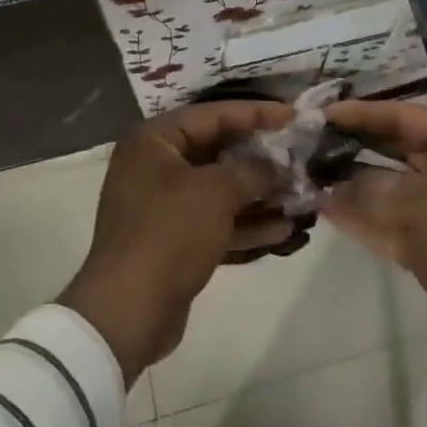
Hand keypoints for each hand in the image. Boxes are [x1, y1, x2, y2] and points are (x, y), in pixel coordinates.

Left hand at [60, 101, 294, 382]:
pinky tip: (283, 229)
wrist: (128, 313)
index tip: (293, 116)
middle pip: (218, 150)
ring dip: (258, 192)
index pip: (213, 114)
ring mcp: (163, 205)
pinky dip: (245, 222)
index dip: (256, 113)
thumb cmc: (169, 234)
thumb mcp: (216, 192)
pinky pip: (215, 220)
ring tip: (299, 193)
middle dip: (260, 157)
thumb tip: (276, 165)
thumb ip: (252, 170)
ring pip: (220, 188)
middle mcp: (156, 166)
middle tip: (299, 156)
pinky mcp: (174, 239)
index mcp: (154, 141)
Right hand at [321, 100, 426, 424]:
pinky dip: (361, 217)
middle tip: (309, 145)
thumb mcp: (425, 206)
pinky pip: (387, 223)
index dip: (366, 113)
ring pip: (387, 188)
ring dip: (353, 184)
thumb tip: (332, 188)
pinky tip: (326, 210)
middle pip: (395, 149)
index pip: (406, 117)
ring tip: (309, 176)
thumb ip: (374, 190)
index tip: (324, 115)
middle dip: (356, 145)